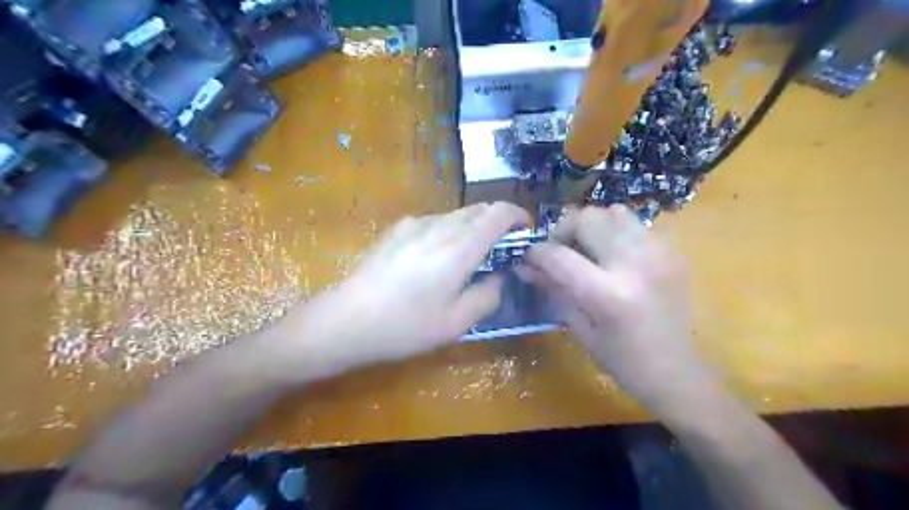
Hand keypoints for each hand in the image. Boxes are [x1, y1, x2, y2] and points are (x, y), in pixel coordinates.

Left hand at [267, 201, 529, 379]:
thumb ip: (488, 295)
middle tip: (500, 250)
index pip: (498, 213)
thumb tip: (500, 276)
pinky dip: (449, 231)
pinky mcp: (397, 229)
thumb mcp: (456, 322)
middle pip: (478, 209)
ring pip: (456, 215)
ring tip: (468, 257)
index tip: (525, 232)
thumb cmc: (405, 325)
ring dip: (472, 228)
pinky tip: (436, 258)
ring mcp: (414, 224)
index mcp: (459, 247)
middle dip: (497, 223)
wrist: (347, 319)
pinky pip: (434, 222)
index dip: (518, 216)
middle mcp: (439, 226)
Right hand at [523, 206, 704, 403]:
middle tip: (560, 251)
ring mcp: (658, 253)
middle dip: (563, 230)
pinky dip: (615, 231)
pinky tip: (613, 256)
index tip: (527, 257)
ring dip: (592, 226)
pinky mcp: (672, 252)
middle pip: (588, 218)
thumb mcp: (580, 329)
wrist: (679, 372)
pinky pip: (635, 224)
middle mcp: (635, 264)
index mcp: (608, 294)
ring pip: (613, 212)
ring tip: (587, 249)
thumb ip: (553, 290)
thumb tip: (524, 267)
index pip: (559, 256)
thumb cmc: (623, 361)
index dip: (536, 253)